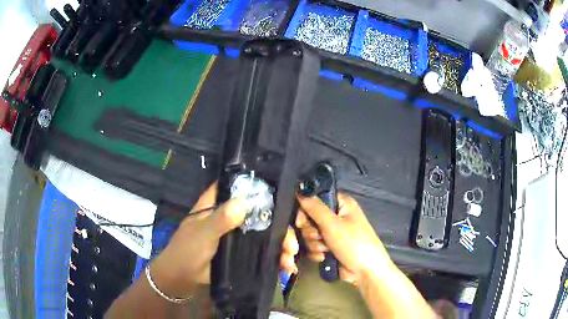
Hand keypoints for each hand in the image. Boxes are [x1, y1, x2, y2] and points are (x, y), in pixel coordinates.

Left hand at [149, 183, 298, 297]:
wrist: (181, 278)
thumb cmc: (187, 251)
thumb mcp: (203, 234)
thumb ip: (220, 219)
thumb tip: (244, 202)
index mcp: (216, 203)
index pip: (239, 187)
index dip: (260, 187)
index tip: (282, 194)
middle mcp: (229, 215)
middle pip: (259, 212)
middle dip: (278, 225)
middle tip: (290, 241)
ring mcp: (236, 233)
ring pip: (264, 232)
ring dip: (280, 243)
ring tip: (289, 258)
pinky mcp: (240, 250)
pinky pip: (261, 249)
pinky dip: (274, 256)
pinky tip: (285, 266)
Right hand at [296, 192, 393, 285]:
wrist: (365, 271)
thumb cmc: (353, 244)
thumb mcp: (333, 224)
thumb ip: (314, 208)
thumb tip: (300, 191)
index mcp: (341, 204)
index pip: (316, 198)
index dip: (306, 208)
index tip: (302, 220)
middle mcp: (337, 216)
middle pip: (310, 218)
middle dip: (311, 231)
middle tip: (319, 236)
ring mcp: (333, 233)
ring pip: (310, 234)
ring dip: (315, 243)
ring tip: (326, 249)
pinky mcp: (330, 247)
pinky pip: (314, 246)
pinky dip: (317, 252)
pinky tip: (325, 257)